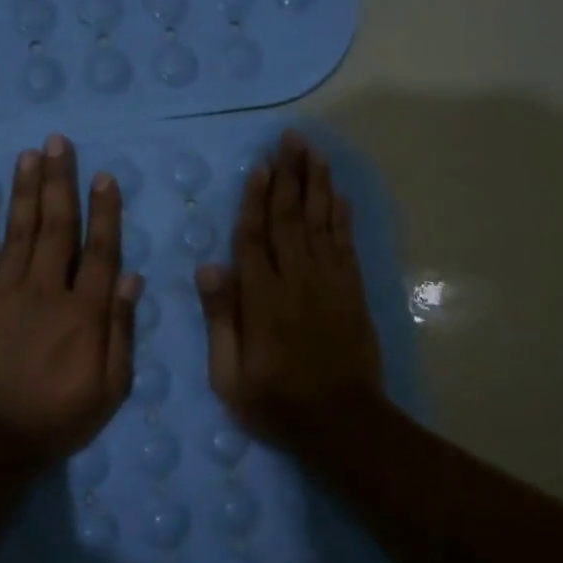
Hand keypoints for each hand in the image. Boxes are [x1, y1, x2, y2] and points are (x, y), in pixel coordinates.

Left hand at [0, 133, 142, 465]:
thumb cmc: (59, 417)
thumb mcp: (110, 387)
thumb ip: (120, 330)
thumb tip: (131, 277)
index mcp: (84, 311)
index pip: (98, 249)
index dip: (104, 211)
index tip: (104, 176)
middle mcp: (45, 290)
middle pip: (56, 227)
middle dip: (60, 182)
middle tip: (58, 143)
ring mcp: (4, 293)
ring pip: (19, 231)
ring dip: (25, 191)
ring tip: (29, 155)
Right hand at [196, 130, 383, 453]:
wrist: (342, 422)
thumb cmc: (276, 402)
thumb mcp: (229, 375)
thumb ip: (220, 318)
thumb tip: (209, 265)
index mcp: (262, 299)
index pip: (254, 238)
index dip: (254, 200)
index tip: (258, 166)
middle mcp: (297, 280)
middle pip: (291, 218)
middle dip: (289, 176)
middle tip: (289, 139)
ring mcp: (330, 283)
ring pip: (321, 222)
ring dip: (317, 184)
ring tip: (313, 150)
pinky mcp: (352, 291)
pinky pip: (345, 243)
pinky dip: (341, 215)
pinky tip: (337, 193)